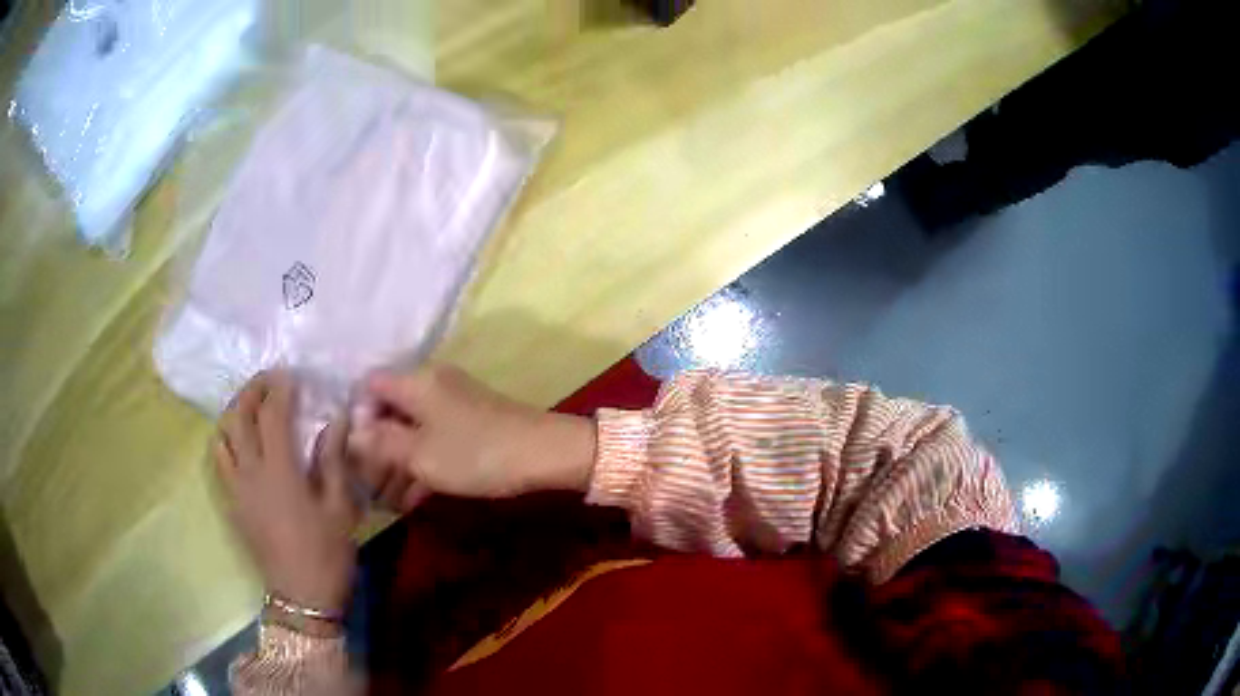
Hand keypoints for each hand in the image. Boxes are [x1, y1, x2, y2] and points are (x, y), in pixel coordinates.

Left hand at [214, 371, 360, 615]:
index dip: (279, 388)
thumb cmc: (327, 553)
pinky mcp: (232, 504)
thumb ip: (332, 459)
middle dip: (251, 390)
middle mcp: (250, 473)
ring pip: (222, 436)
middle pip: (239, 417)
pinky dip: (227, 439)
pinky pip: (220, 460)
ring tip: (252, 407)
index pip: (271, 414)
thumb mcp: (339, 507)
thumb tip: (335, 419)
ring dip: (235, 413)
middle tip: (268, 380)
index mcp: (279, 472)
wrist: (302, 597)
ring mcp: (236, 488)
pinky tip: (242, 442)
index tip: (290, 375)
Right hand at [347, 365, 596, 511]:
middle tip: (368, 486)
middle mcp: (431, 384)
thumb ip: (380, 443)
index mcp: (415, 381)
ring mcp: (453, 403)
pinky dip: (422, 464)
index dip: (356, 417)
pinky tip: (412, 499)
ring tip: (387, 502)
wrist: (544, 454)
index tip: (354, 454)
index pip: (369, 386)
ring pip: (412, 430)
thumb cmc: (474, 453)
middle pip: (389, 411)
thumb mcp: (420, 454)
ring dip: (398, 464)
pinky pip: (435, 439)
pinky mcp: (470, 423)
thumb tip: (350, 434)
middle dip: (376, 450)